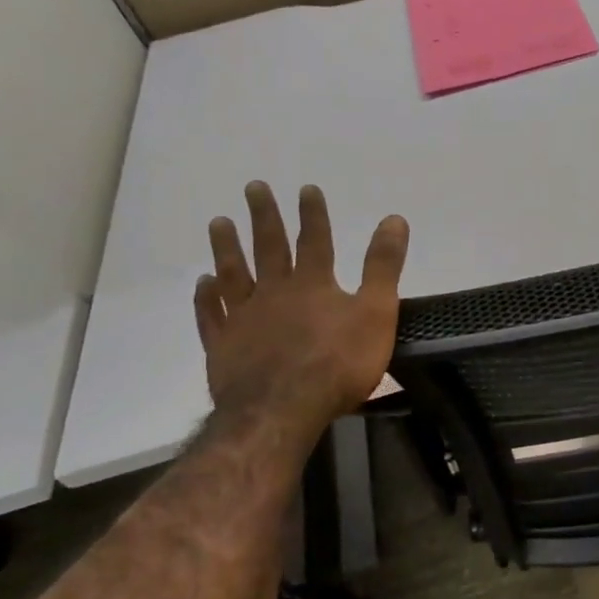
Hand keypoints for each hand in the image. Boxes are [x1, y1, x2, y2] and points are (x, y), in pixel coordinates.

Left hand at [193, 183, 409, 430]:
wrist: (283, 409)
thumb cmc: (338, 364)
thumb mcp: (376, 313)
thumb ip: (383, 267)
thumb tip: (394, 219)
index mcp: (313, 284)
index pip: (314, 240)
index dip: (312, 214)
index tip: (306, 188)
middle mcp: (274, 292)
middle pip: (268, 247)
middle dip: (264, 216)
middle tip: (253, 188)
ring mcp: (243, 318)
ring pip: (233, 274)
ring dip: (226, 247)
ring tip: (218, 222)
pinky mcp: (223, 346)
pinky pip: (211, 315)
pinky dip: (206, 298)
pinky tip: (203, 284)